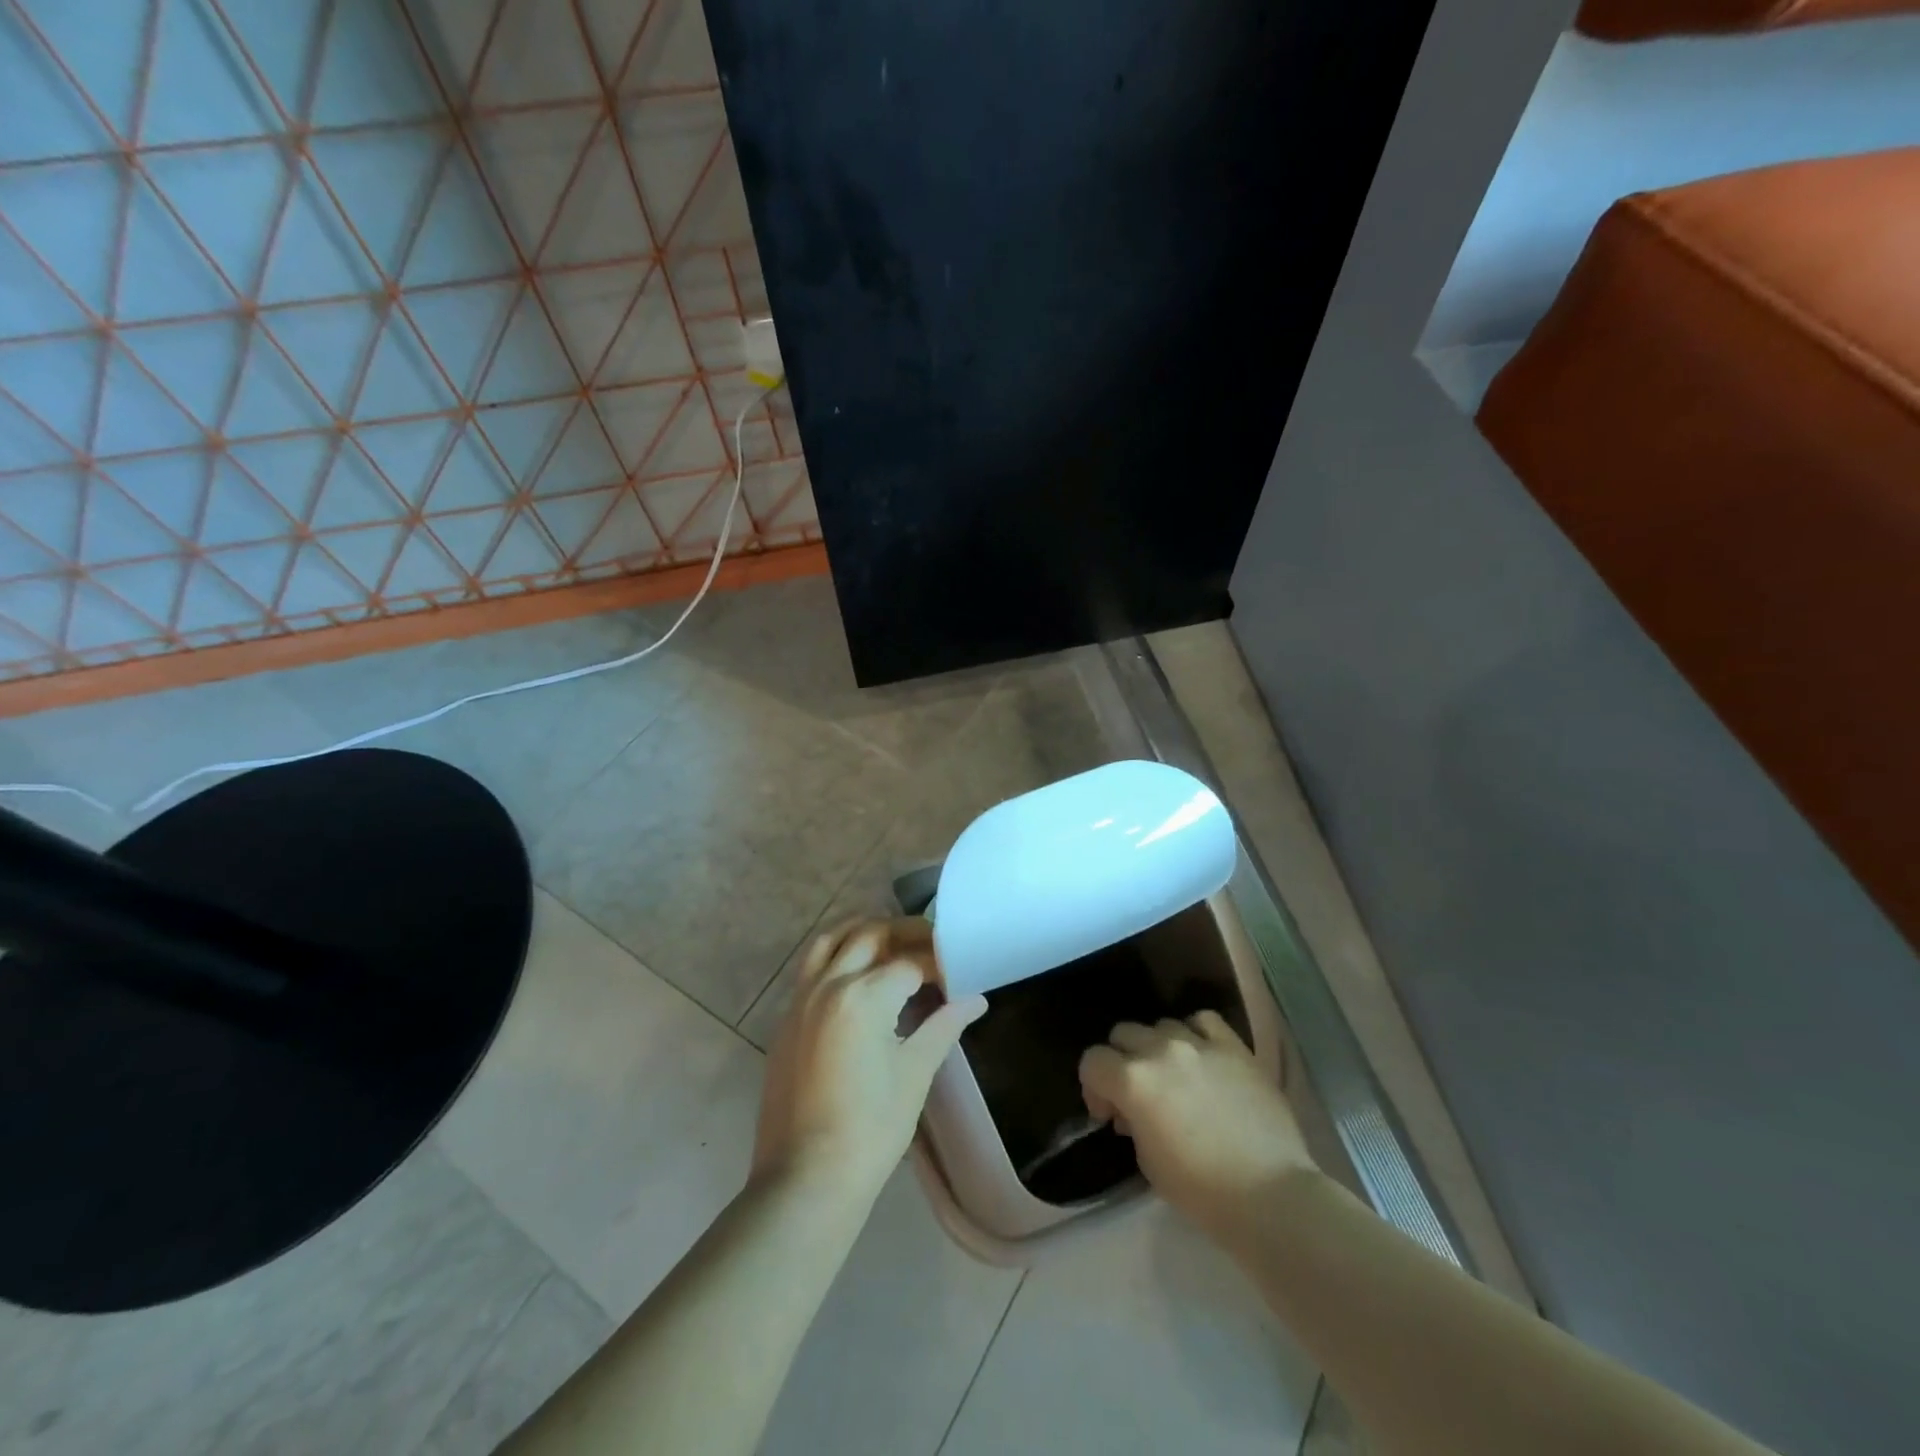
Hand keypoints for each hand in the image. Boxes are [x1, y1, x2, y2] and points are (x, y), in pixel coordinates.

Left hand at [754, 918, 987, 1207]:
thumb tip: (976, 1000)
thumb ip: (944, 1026)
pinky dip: (837, 954)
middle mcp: (829, 984)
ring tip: (892, 944)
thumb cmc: (870, 1129)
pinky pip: (811, 966)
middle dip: (904, 933)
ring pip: (832, 940)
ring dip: (864, 932)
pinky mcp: (787, 1017)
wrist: (805, 1178)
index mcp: (864, 996)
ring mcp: (801, 998)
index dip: (939, 963)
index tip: (959, 970)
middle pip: (870, 934)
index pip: (910, 962)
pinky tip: (858, 975)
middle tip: (933, 945)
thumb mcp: (914, 1074)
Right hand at [1079, 1011, 1316, 1244]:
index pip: (1092, 1061)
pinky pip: (1203, 1021)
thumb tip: (1130, 1110)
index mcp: (1133, 1080)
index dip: (1094, 1087)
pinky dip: (1194, 1033)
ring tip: (1175, 1078)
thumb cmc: (1202, 1191)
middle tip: (1138, 1095)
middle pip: (1123, 1034)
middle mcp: (1160, 1050)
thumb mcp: (1146, 1161)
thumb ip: (1131, 1120)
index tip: (1109, 1114)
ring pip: (1160, 1025)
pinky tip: (1201, 1056)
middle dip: (1122, 1062)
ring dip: (1157, 1049)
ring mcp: (1199, 1043)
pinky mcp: (1234, 1046)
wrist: (1271, 1195)